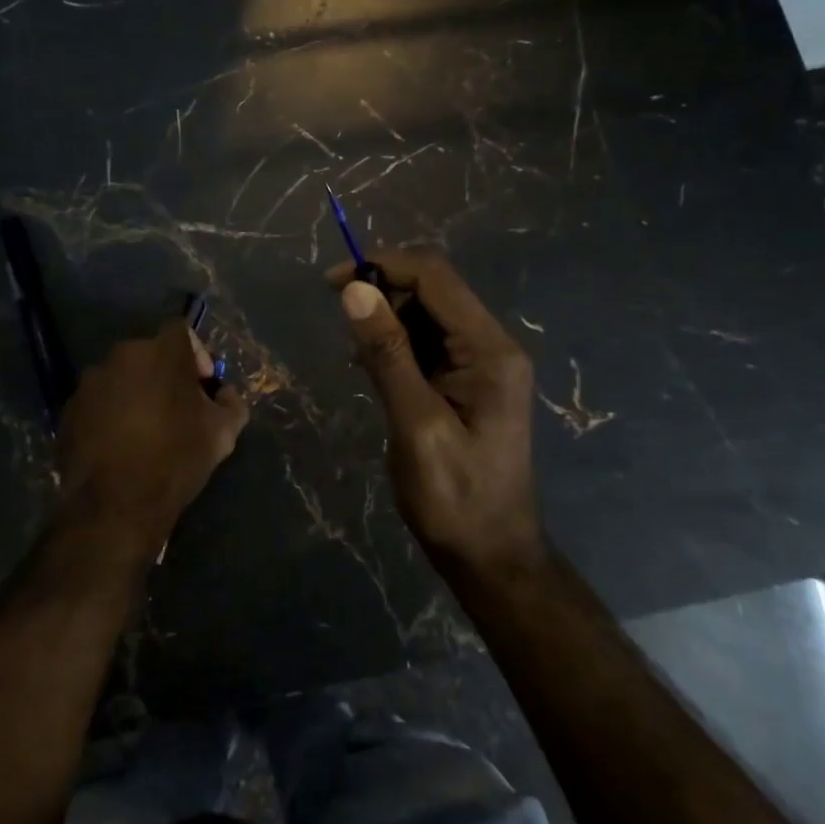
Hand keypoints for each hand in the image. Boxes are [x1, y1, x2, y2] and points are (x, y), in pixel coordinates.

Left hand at [56, 319, 248, 563]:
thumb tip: (224, 394)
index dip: (196, 353)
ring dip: (136, 393)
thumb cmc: (176, 458)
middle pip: (150, 354)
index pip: (182, 330)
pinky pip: (98, 402)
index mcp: (162, 351)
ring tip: (146, 430)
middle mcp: (123, 355)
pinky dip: (110, 414)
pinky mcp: (69, 409)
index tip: (202, 385)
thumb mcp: (223, 432)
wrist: (115, 504)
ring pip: (122, 378)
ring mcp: (90, 382)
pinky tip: (120, 445)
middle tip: (177, 409)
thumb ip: (232, 403)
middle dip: (166, 375)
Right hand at [328, 250, 544, 578]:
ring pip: (428, 314)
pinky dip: (397, 344)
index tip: (332, 282)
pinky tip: (371, 367)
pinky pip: (429, 343)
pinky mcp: (468, 381)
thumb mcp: (415, 425)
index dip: (382, 266)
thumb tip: (355, 289)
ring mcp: (483, 364)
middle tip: (338, 319)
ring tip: (354, 353)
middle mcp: (492, 345)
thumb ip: (388, 354)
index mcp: (489, 350)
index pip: (435, 277)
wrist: (491, 557)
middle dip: (382, 290)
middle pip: (434, 289)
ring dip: (387, 319)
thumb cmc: (454, 498)